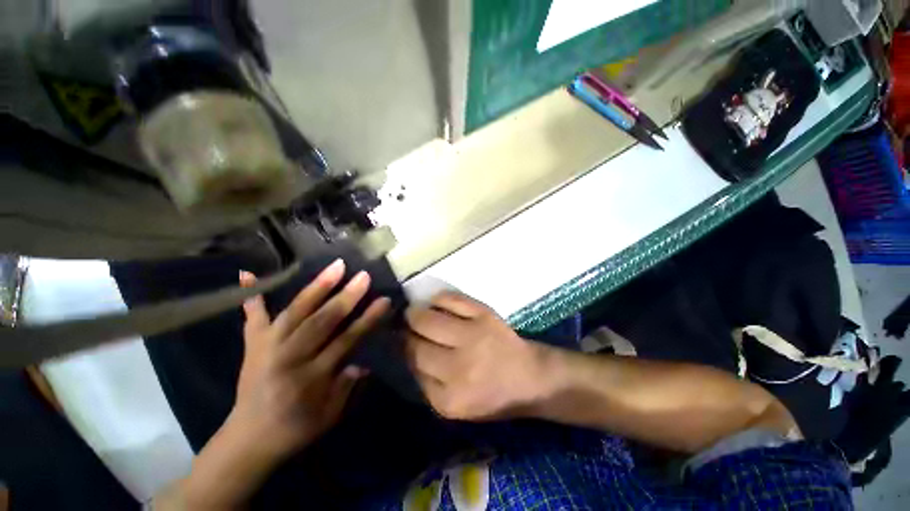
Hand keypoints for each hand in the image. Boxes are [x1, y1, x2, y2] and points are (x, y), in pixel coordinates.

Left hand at [229, 260, 389, 461]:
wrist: (247, 440)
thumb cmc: (295, 430)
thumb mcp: (330, 416)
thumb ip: (347, 387)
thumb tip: (362, 361)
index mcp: (311, 378)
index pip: (346, 341)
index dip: (367, 319)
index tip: (384, 300)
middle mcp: (289, 358)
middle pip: (321, 322)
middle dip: (345, 297)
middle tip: (363, 276)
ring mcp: (267, 348)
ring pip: (295, 312)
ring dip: (316, 288)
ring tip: (335, 267)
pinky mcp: (253, 345)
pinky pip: (252, 318)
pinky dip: (251, 296)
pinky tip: (248, 272)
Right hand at [405, 292, 547, 420]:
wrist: (530, 377)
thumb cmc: (491, 395)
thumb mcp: (454, 406)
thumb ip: (426, 383)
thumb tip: (403, 350)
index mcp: (449, 398)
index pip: (411, 367)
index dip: (401, 350)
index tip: (397, 341)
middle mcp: (459, 367)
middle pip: (414, 343)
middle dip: (404, 332)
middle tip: (404, 326)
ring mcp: (473, 336)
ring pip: (426, 318)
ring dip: (414, 313)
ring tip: (415, 313)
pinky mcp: (484, 314)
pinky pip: (449, 299)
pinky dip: (437, 299)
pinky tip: (435, 303)